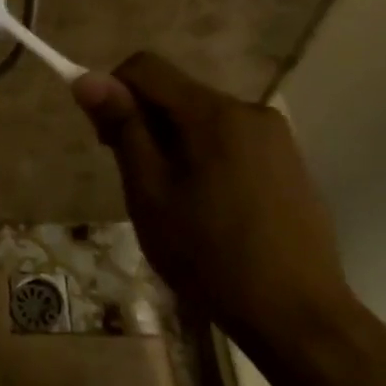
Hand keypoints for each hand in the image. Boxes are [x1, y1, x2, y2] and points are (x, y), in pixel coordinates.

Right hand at [74, 52, 352, 351]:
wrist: (299, 318)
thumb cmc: (210, 255)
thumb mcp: (150, 192)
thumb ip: (122, 128)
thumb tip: (86, 78)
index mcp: (213, 113)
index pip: (145, 67)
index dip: (113, 91)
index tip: (106, 140)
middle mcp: (249, 110)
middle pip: (176, 92)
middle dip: (145, 122)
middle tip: (137, 180)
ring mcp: (276, 137)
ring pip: (202, 118)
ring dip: (175, 142)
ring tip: (174, 202)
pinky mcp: (290, 162)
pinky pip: (231, 140)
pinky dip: (206, 157)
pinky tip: (210, 208)